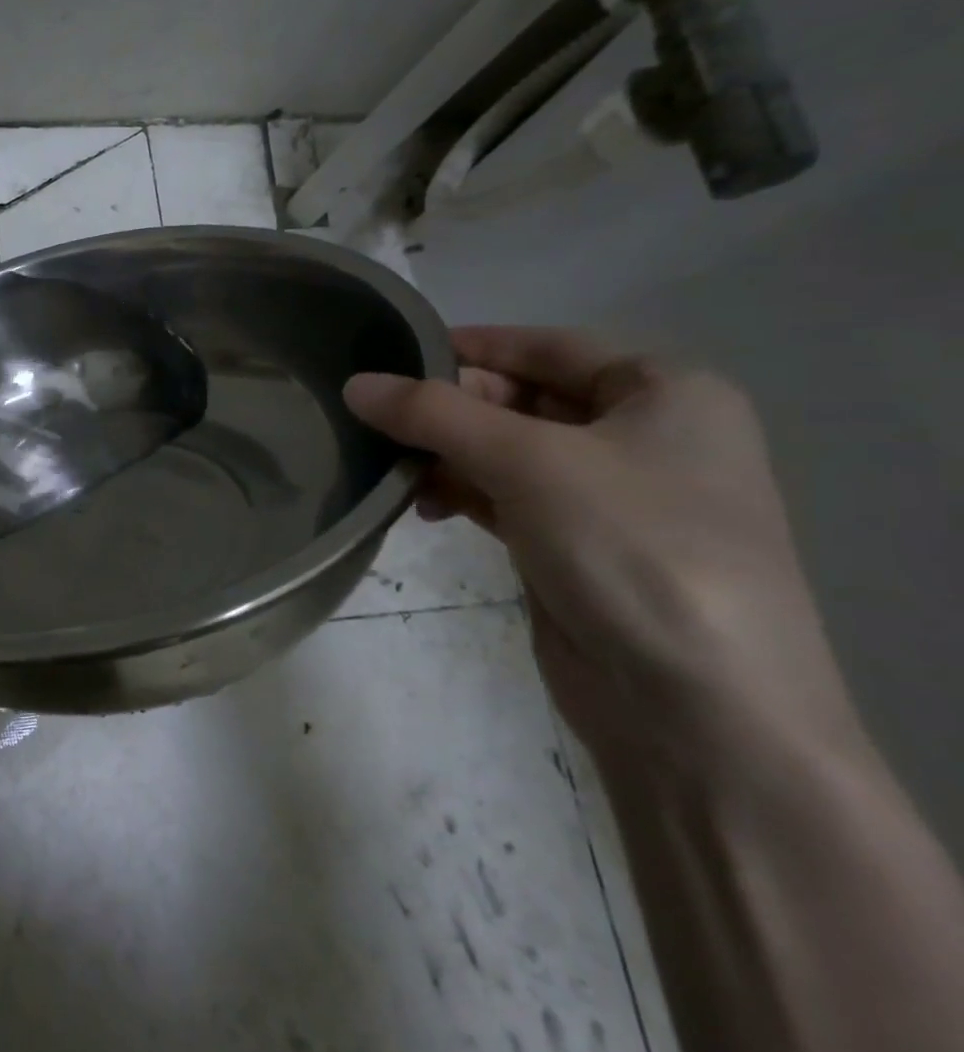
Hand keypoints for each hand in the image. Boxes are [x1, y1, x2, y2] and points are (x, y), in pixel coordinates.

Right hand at [343, 326, 860, 775]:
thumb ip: (433, 415)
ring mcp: (609, 496)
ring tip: (391, 471)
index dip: (470, 346)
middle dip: (449, 409)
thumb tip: (354, 384)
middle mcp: (643, 435)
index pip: (547, 346)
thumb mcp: (528, 462)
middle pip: (522, 399)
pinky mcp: (575, 545)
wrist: (696, 706)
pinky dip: (460, 494)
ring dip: (446, 455)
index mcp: (665, 392)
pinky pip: (504, 497)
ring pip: (506, 451)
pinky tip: (421, 508)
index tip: (391, 352)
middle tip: (378, 420)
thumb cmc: (631, 548)